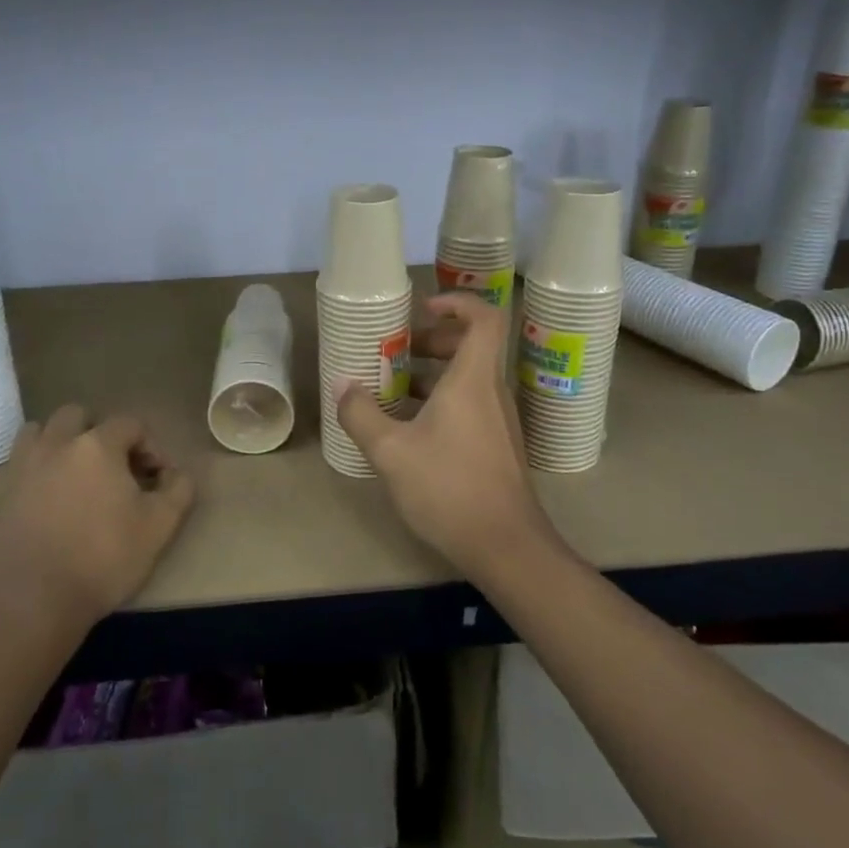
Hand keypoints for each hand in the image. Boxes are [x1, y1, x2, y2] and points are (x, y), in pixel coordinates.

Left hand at [0, 406, 195, 627]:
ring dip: (61, 442)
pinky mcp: (0, 493)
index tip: (156, 479)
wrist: (30, 600)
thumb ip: (178, 490)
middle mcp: (57, 444)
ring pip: (41, 432)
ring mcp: (23, 466)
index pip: (130, 424)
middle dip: (100, 433)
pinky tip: (50, 499)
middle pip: (78, 415)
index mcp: (97, 445)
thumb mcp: (159, 527)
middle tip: (114, 468)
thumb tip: (176, 474)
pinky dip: (38, 468)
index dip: (150, 446)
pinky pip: (21, 463)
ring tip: (76, 475)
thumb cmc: (102, 558)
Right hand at [336, 291, 552, 576]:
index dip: (457, 302)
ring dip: (432, 375)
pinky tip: (409, 430)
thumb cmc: (449, 487)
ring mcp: (498, 421)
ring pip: (468, 379)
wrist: (506, 546)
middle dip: (432, 341)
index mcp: (473, 380)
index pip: (484, 318)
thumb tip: (342, 384)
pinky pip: (470, 405)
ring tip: (392, 390)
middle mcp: (491, 392)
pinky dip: (441, 402)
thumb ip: (362, 414)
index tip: (423, 308)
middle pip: (471, 346)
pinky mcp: (497, 446)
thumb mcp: (391, 451)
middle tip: (396, 352)